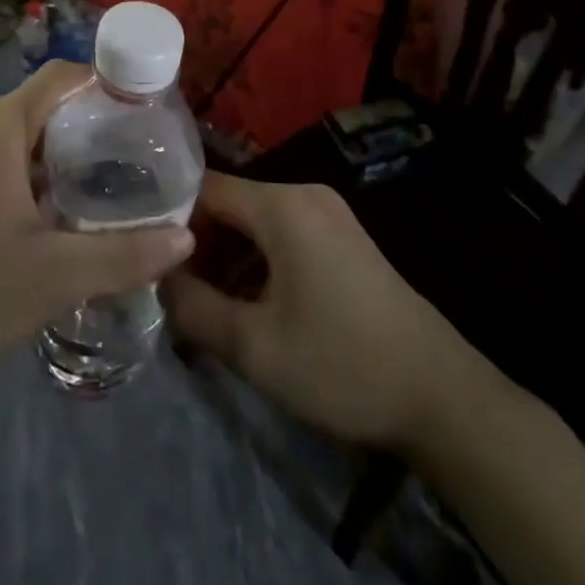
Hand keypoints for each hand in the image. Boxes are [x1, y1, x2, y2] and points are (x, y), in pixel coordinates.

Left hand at [0, 62, 195, 393]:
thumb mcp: (60, 275)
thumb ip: (128, 254)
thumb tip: (186, 238)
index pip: (56, 78)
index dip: (99, 83)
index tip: (135, 110)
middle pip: (31, 105)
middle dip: (76, 125)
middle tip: (118, 159)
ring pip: (3, 133)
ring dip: (43, 151)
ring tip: (81, 188)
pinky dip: (10, 168)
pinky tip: (26, 216)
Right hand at [161, 174, 503, 453]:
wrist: (441, 396)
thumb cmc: (341, 364)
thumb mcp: (254, 347)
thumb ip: (193, 308)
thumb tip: (156, 281)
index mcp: (282, 204)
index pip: (205, 188)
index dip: (169, 217)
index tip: (143, 251)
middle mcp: (304, 194)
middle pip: (231, 204)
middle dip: (198, 243)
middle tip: (169, 286)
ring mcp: (328, 214)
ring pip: (256, 222)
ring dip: (227, 256)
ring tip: (200, 300)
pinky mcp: (343, 237)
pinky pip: (283, 235)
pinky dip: (257, 260)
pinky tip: (247, 302)